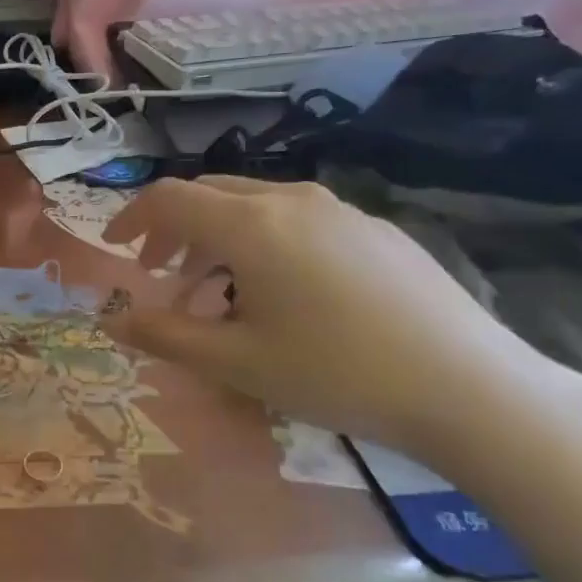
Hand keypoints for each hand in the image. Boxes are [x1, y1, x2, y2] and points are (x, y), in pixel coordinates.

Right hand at [100, 178, 581, 463]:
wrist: (469, 387)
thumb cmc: (335, 373)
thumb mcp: (236, 362)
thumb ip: (164, 335)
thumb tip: (112, 320)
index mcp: (250, 224)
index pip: (169, 198)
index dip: (131, 218)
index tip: (114, 249)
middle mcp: (291, 199)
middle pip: (210, 194)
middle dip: (172, 229)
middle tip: (158, 274)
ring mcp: (340, 209)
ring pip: (255, 206)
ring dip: (217, 238)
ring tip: (215, 291)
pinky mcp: (375, 229)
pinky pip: (297, 220)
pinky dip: (263, 243)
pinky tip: (282, 293)